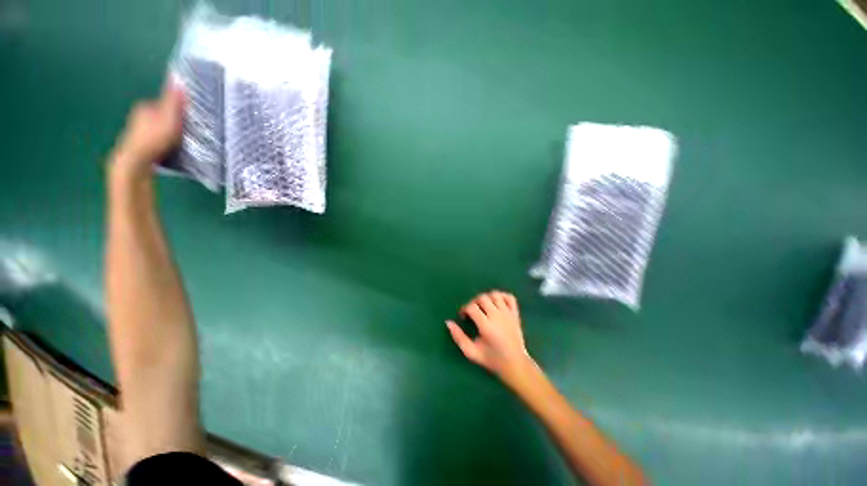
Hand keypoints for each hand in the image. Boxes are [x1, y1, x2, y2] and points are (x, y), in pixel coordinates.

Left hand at [111, 82, 184, 180]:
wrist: (135, 164)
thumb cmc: (153, 139)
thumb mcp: (168, 118)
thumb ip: (173, 101)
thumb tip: (179, 79)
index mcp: (144, 108)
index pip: (165, 104)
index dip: (179, 111)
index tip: (191, 120)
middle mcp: (139, 117)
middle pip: (162, 117)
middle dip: (174, 123)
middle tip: (188, 133)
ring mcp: (138, 132)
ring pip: (159, 130)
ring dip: (170, 134)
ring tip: (182, 143)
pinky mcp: (140, 147)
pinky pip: (157, 141)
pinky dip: (165, 144)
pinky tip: (171, 151)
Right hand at [447, 291, 532, 385]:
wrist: (516, 365)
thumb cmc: (492, 360)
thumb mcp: (472, 352)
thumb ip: (458, 337)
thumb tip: (448, 322)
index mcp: (487, 327)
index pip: (472, 307)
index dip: (464, 309)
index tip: (463, 317)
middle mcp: (498, 317)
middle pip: (483, 298)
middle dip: (474, 302)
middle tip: (472, 312)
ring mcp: (508, 314)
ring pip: (495, 295)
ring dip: (486, 298)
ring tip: (483, 307)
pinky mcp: (516, 314)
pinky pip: (509, 297)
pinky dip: (502, 296)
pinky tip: (496, 304)